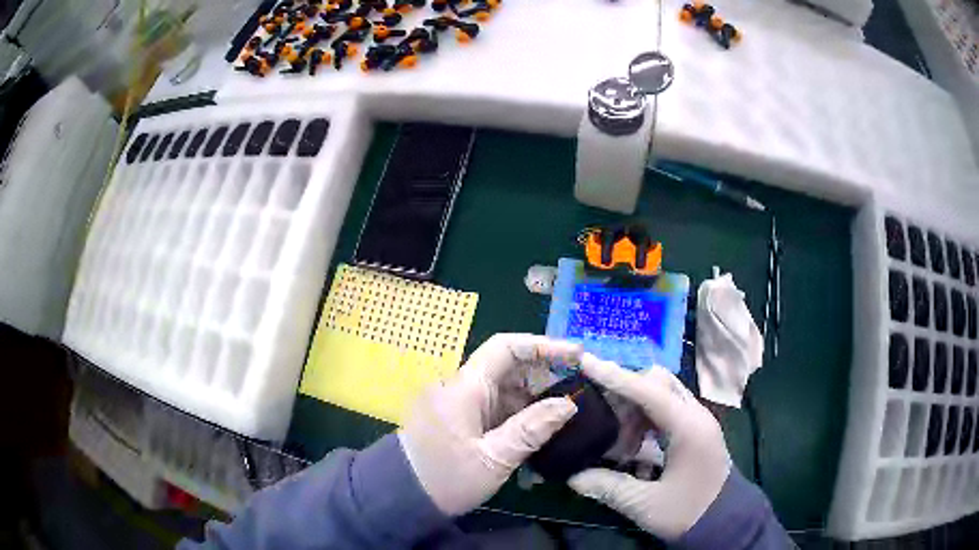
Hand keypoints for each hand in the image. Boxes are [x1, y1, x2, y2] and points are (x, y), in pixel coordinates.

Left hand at [399, 334, 580, 515]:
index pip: (506, 348)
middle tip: (579, 384)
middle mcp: (462, 386)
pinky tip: (543, 425)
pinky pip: (497, 404)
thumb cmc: (446, 479)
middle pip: (508, 365)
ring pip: (505, 386)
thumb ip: (532, 430)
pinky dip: (522, 410)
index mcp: (465, 388)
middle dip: (545, 372)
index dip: (543, 346)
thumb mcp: (494, 459)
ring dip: (536, 394)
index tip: (575, 355)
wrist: (403, 496)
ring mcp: (461, 402)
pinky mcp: (462, 417)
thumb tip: (568, 405)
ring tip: (568, 406)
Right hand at [568, 355, 731, 540]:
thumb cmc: (689, 512)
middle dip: (625, 392)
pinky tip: (632, 445)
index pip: (648, 390)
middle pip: (657, 382)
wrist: (726, 520)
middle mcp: (695, 414)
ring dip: (634, 408)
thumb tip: (572, 476)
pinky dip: (645, 419)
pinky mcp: (695, 430)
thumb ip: (608, 487)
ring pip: (662, 393)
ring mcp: (697, 420)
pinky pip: (666, 409)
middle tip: (600, 416)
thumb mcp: (645, 505)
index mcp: (688, 427)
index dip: (614, 376)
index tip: (585, 361)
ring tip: (617, 441)